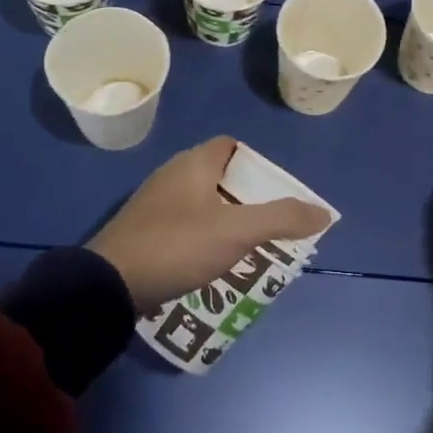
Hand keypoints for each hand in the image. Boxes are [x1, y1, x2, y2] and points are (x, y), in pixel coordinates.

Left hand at [87, 137, 332, 313]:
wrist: (108, 286)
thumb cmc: (178, 245)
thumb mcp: (237, 231)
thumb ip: (282, 218)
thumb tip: (323, 212)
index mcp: (193, 164)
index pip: (231, 146)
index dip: (257, 163)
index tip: (276, 191)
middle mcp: (172, 176)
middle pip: (219, 177)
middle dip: (247, 197)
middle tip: (270, 223)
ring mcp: (154, 206)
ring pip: (202, 204)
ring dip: (226, 221)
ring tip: (249, 247)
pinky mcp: (142, 234)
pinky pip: (184, 227)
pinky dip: (204, 239)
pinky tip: (213, 263)